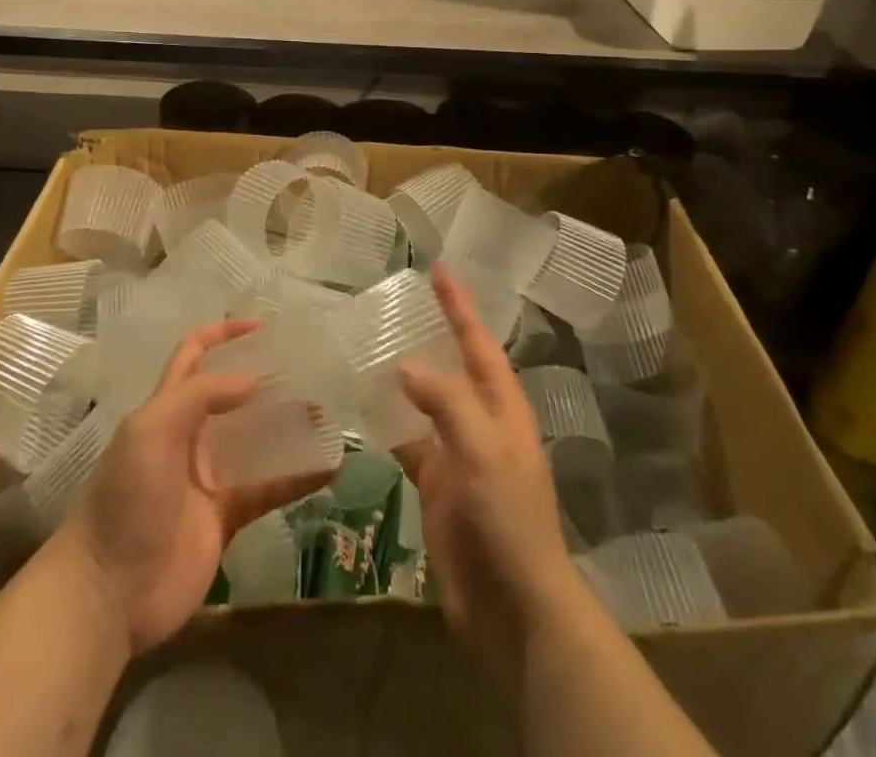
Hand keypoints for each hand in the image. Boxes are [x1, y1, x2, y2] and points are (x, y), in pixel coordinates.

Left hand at [47, 319, 330, 655]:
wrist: (107, 593)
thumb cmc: (126, 497)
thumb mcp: (153, 429)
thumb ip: (202, 395)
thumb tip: (255, 380)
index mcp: (167, 408)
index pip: (194, 355)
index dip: (223, 334)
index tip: (262, 326)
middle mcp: (190, 436)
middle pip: (233, 396)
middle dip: (266, 380)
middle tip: (306, 370)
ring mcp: (209, 478)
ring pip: (256, 441)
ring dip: (288, 426)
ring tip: (325, 414)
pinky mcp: (226, 517)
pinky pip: (268, 489)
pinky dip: (298, 478)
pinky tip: (328, 468)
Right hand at [395, 266, 588, 666]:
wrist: (513, 606)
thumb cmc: (507, 518)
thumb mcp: (482, 449)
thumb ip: (446, 401)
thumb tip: (405, 366)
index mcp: (502, 406)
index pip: (477, 341)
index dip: (459, 305)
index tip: (440, 269)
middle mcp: (481, 422)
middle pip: (452, 365)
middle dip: (432, 333)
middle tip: (396, 304)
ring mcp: (458, 454)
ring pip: (426, 402)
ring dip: (403, 378)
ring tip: (369, 348)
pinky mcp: (437, 486)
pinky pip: (410, 441)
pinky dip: (390, 424)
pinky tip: (362, 411)